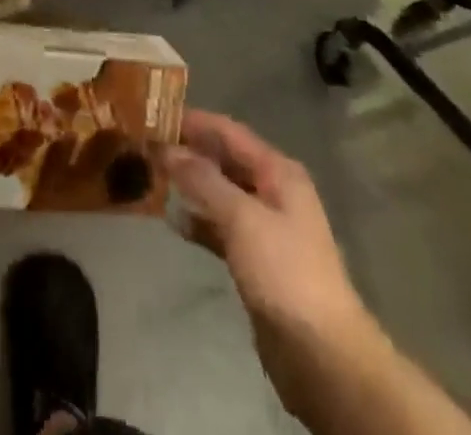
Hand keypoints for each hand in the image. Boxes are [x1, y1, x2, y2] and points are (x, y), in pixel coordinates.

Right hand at [167, 111, 372, 414]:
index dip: (194, 121)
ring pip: (221, 194)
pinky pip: (221, 228)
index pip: (229, 132)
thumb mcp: (242, 218)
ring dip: (191, 186)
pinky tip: (173, 221)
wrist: (323, 356)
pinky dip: (199, 223)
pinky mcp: (255, 261)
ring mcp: (265, 228)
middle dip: (189, 152)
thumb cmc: (285, 272)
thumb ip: (203, 180)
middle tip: (147, 146)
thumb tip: (166, 148)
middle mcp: (273, 192)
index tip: (155, 114)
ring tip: (152, 177)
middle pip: (225, 161)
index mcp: (278, 172)